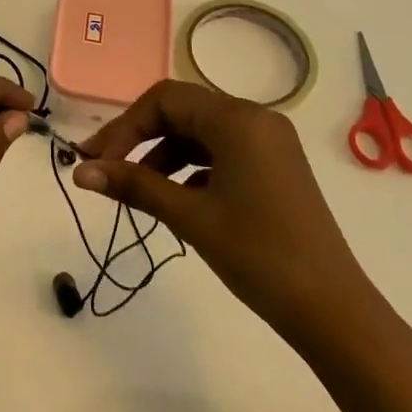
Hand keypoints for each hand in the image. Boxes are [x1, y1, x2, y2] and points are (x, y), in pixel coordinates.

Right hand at [74, 79, 387, 357]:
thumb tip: (79, 172)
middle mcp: (256, 118)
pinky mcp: (275, 167)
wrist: (332, 310)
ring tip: (138, 191)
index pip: (164, 100)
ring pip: (200, 132)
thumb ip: (133, 186)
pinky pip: (221, 152)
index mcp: (238, 119)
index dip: (124, 127)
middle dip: (140, 138)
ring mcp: (269, 143)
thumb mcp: (189, 216)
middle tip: (106, 170)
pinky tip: (177, 199)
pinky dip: (191, 168)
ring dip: (163, 155)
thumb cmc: (259, 255)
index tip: (95, 161)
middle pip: (182, 111)